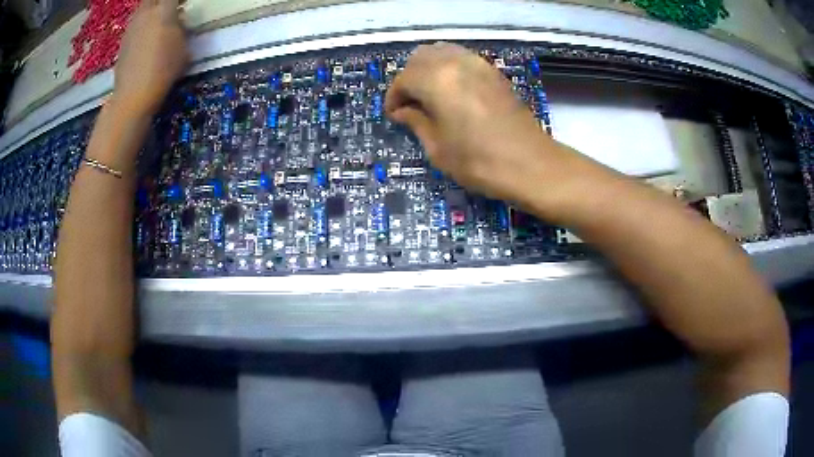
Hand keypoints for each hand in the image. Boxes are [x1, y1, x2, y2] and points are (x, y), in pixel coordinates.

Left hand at [113, 0, 188, 115]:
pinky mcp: (123, 42)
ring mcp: (131, 27)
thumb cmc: (164, 70)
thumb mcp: (183, 48)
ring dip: (150, 12)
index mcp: (164, 10)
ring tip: (156, 24)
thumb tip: (177, 22)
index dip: (179, 0)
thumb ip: (180, 29)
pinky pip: (134, 25)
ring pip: (142, 9)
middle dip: (161, 2)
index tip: (184, 4)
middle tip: (168, 9)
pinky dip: (141, 27)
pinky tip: (145, 40)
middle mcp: (146, 13)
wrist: (133, 95)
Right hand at [385, 43, 554, 202]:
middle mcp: (456, 63)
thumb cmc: (479, 161)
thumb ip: (416, 121)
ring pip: (443, 52)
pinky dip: (450, 68)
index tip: (394, 115)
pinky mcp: (494, 72)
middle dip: (409, 78)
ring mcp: (479, 64)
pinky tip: (452, 91)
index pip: (404, 79)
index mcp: (437, 80)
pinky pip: (463, 58)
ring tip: (429, 95)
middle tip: (410, 103)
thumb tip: (402, 111)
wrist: (530, 164)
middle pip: (421, 57)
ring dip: (429, 69)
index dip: (394, 97)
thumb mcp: (438, 147)